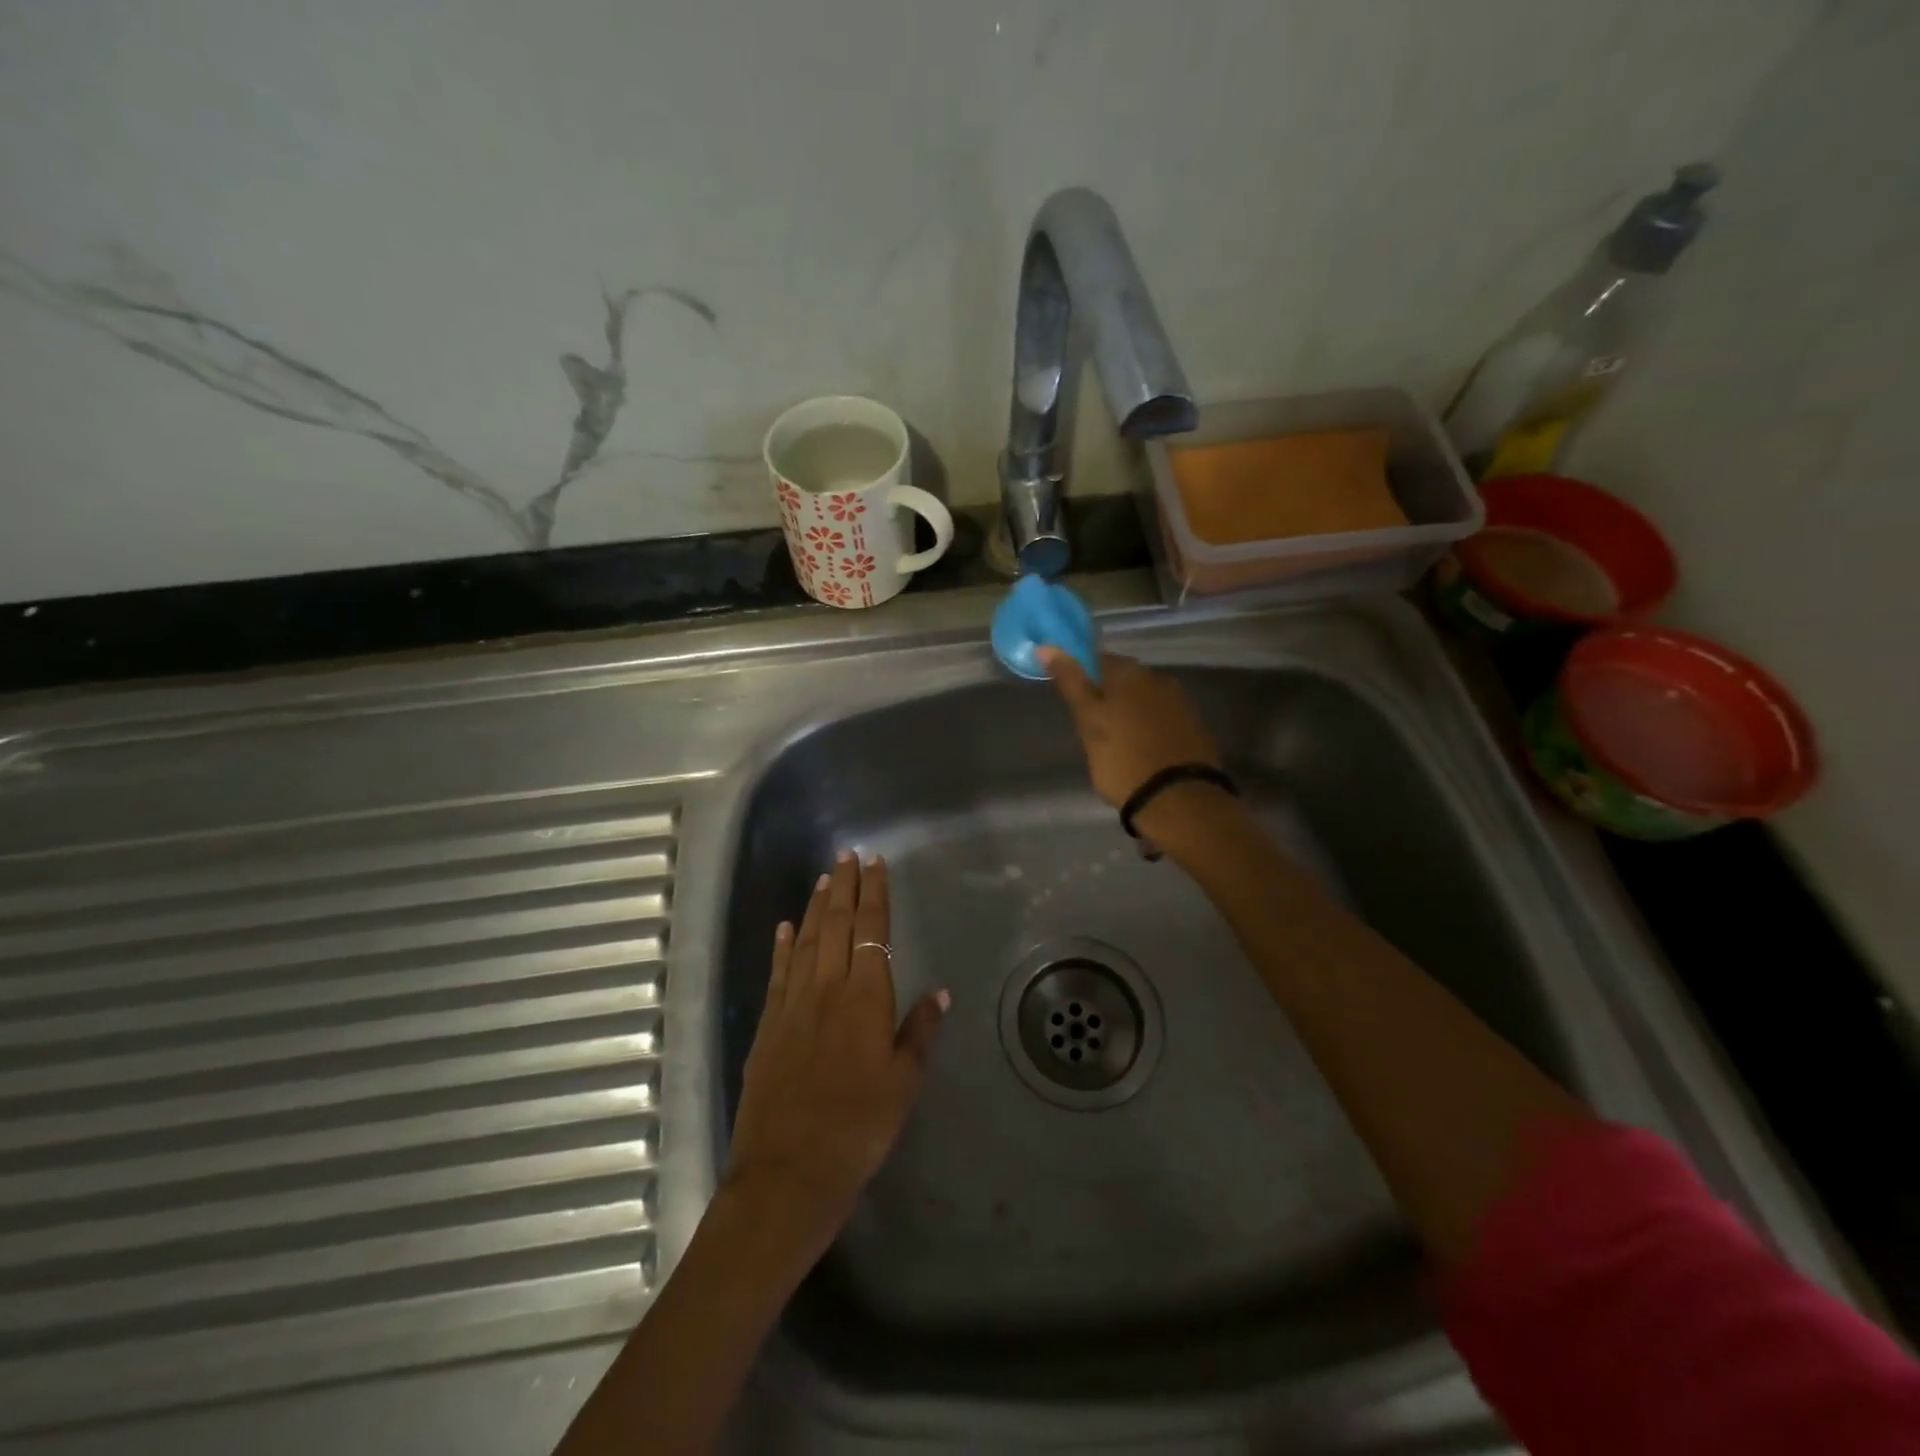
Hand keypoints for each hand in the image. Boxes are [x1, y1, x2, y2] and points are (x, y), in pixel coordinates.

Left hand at [726, 852, 947, 1255]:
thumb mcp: (904, 1083)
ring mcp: (793, 1004)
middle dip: (845, 886)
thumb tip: (940, 991)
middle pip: (837, 924)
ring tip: (825, 878)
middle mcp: (827, 987)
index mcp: (866, 997)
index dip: (875, 893)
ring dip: (817, 906)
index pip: (872, 929)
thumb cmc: (859, 1128)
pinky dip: (783, 945)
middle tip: (849, 855)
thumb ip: (920, 1031)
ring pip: (807, 940)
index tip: (876, 863)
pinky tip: (787, 927)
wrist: (789, 1172)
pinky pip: (778, 972)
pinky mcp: (768, 1024)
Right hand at [1039, 649, 1221, 808]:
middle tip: (1094, 727)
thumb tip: (1047, 646)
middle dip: (1109, 696)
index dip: (1083, 678)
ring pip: (1146, 699)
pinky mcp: (1196, 728)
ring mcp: (1181, 703)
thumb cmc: (1121, 759)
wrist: (1178, 800)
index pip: (1098, 660)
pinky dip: (1151, 729)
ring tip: (1118, 743)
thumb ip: (1070, 682)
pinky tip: (1144, 750)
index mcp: (1129, 673)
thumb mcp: (1088, 721)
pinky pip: (1164, 719)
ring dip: (1132, 713)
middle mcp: (1159, 678)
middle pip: (1125, 680)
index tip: (1075, 702)